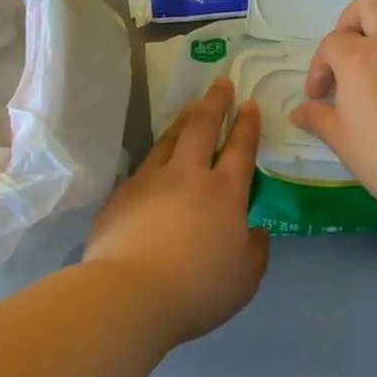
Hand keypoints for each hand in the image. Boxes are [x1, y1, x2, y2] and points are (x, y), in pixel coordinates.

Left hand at [84, 79, 269, 345]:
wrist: (130, 294)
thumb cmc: (198, 289)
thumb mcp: (245, 278)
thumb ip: (255, 251)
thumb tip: (254, 231)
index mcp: (225, 193)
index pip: (241, 148)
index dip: (247, 124)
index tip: (249, 103)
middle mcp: (188, 176)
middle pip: (203, 128)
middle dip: (216, 102)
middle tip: (221, 83)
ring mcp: (151, 181)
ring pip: (170, 139)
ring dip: (184, 119)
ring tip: (191, 108)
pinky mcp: (122, 195)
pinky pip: (144, 164)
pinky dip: (157, 153)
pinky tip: (157, 156)